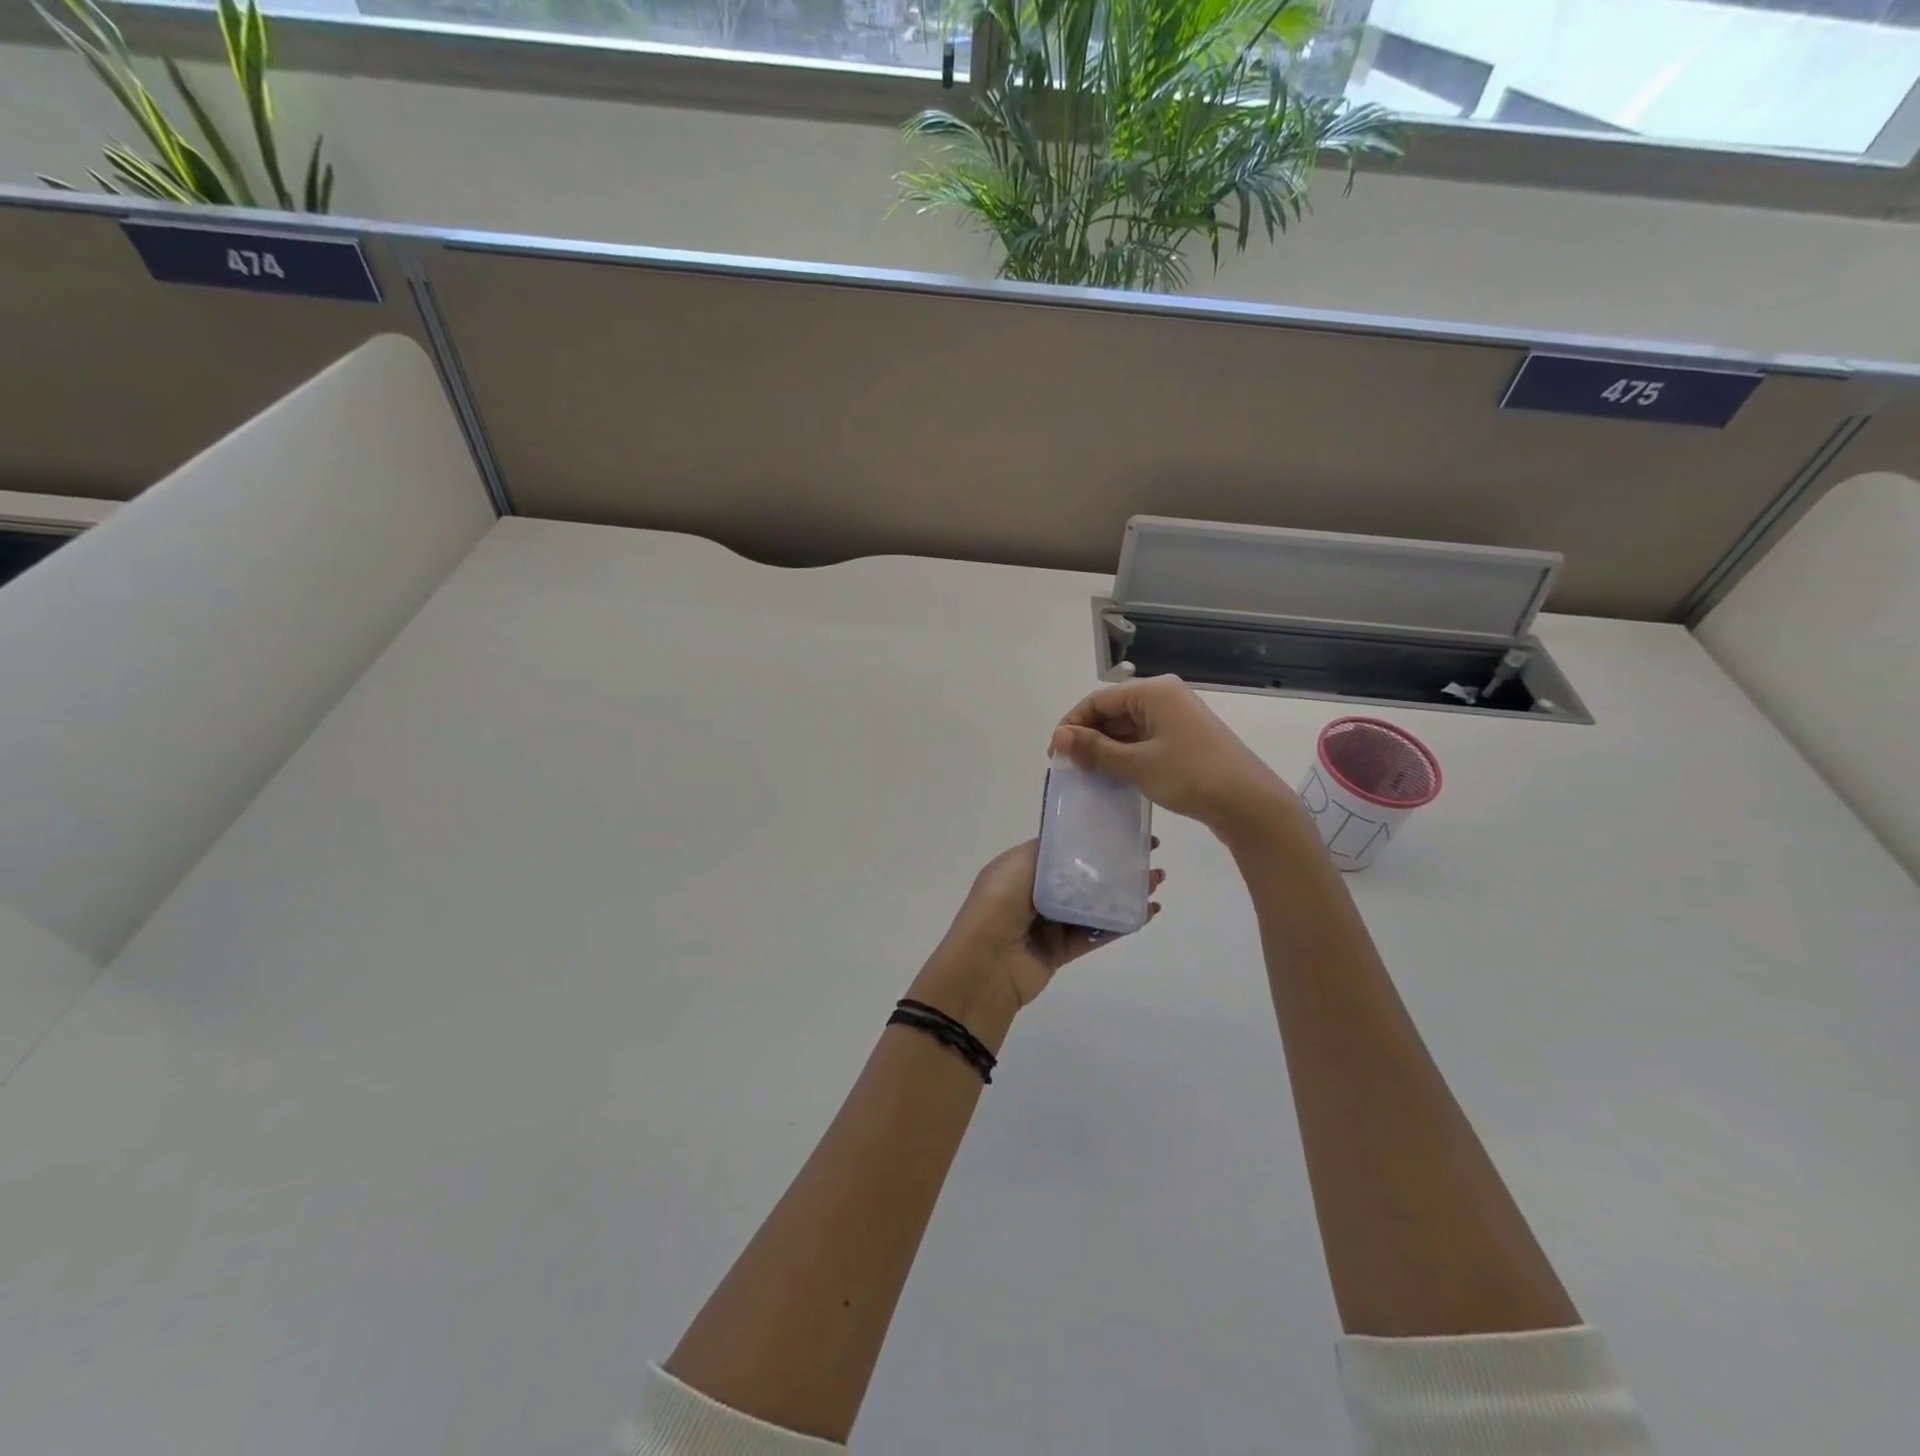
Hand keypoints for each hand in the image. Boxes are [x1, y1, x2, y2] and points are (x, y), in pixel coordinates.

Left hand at [909, 840, 1163, 1047]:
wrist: (985, 964)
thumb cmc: (999, 903)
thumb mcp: (1019, 863)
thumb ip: (1051, 852)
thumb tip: (1080, 844)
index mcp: (1022, 868)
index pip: (1064, 850)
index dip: (1095, 841)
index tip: (1127, 831)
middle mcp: (1036, 893)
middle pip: (1084, 877)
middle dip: (1116, 866)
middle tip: (1150, 856)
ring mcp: (1050, 923)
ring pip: (1094, 905)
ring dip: (1125, 893)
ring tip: (1156, 882)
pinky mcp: (1061, 951)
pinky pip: (1096, 934)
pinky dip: (1121, 924)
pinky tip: (1146, 913)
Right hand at [1050, 675, 1298, 843]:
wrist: (1249, 804)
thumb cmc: (1190, 776)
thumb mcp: (1136, 764)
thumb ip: (1095, 749)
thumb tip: (1059, 738)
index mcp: (1154, 692)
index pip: (1098, 700)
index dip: (1072, 724)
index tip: (1055, 755)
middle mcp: (1165, 698)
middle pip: (1113, 712)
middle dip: (1088, 738)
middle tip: (1069, 769)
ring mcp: (1177, 720)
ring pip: (1127, 729)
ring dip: (1106, 750)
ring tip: (1087, 776)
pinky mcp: (1184, 741)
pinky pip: (1144, 741)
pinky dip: (1125, 757)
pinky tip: (1113, 778)